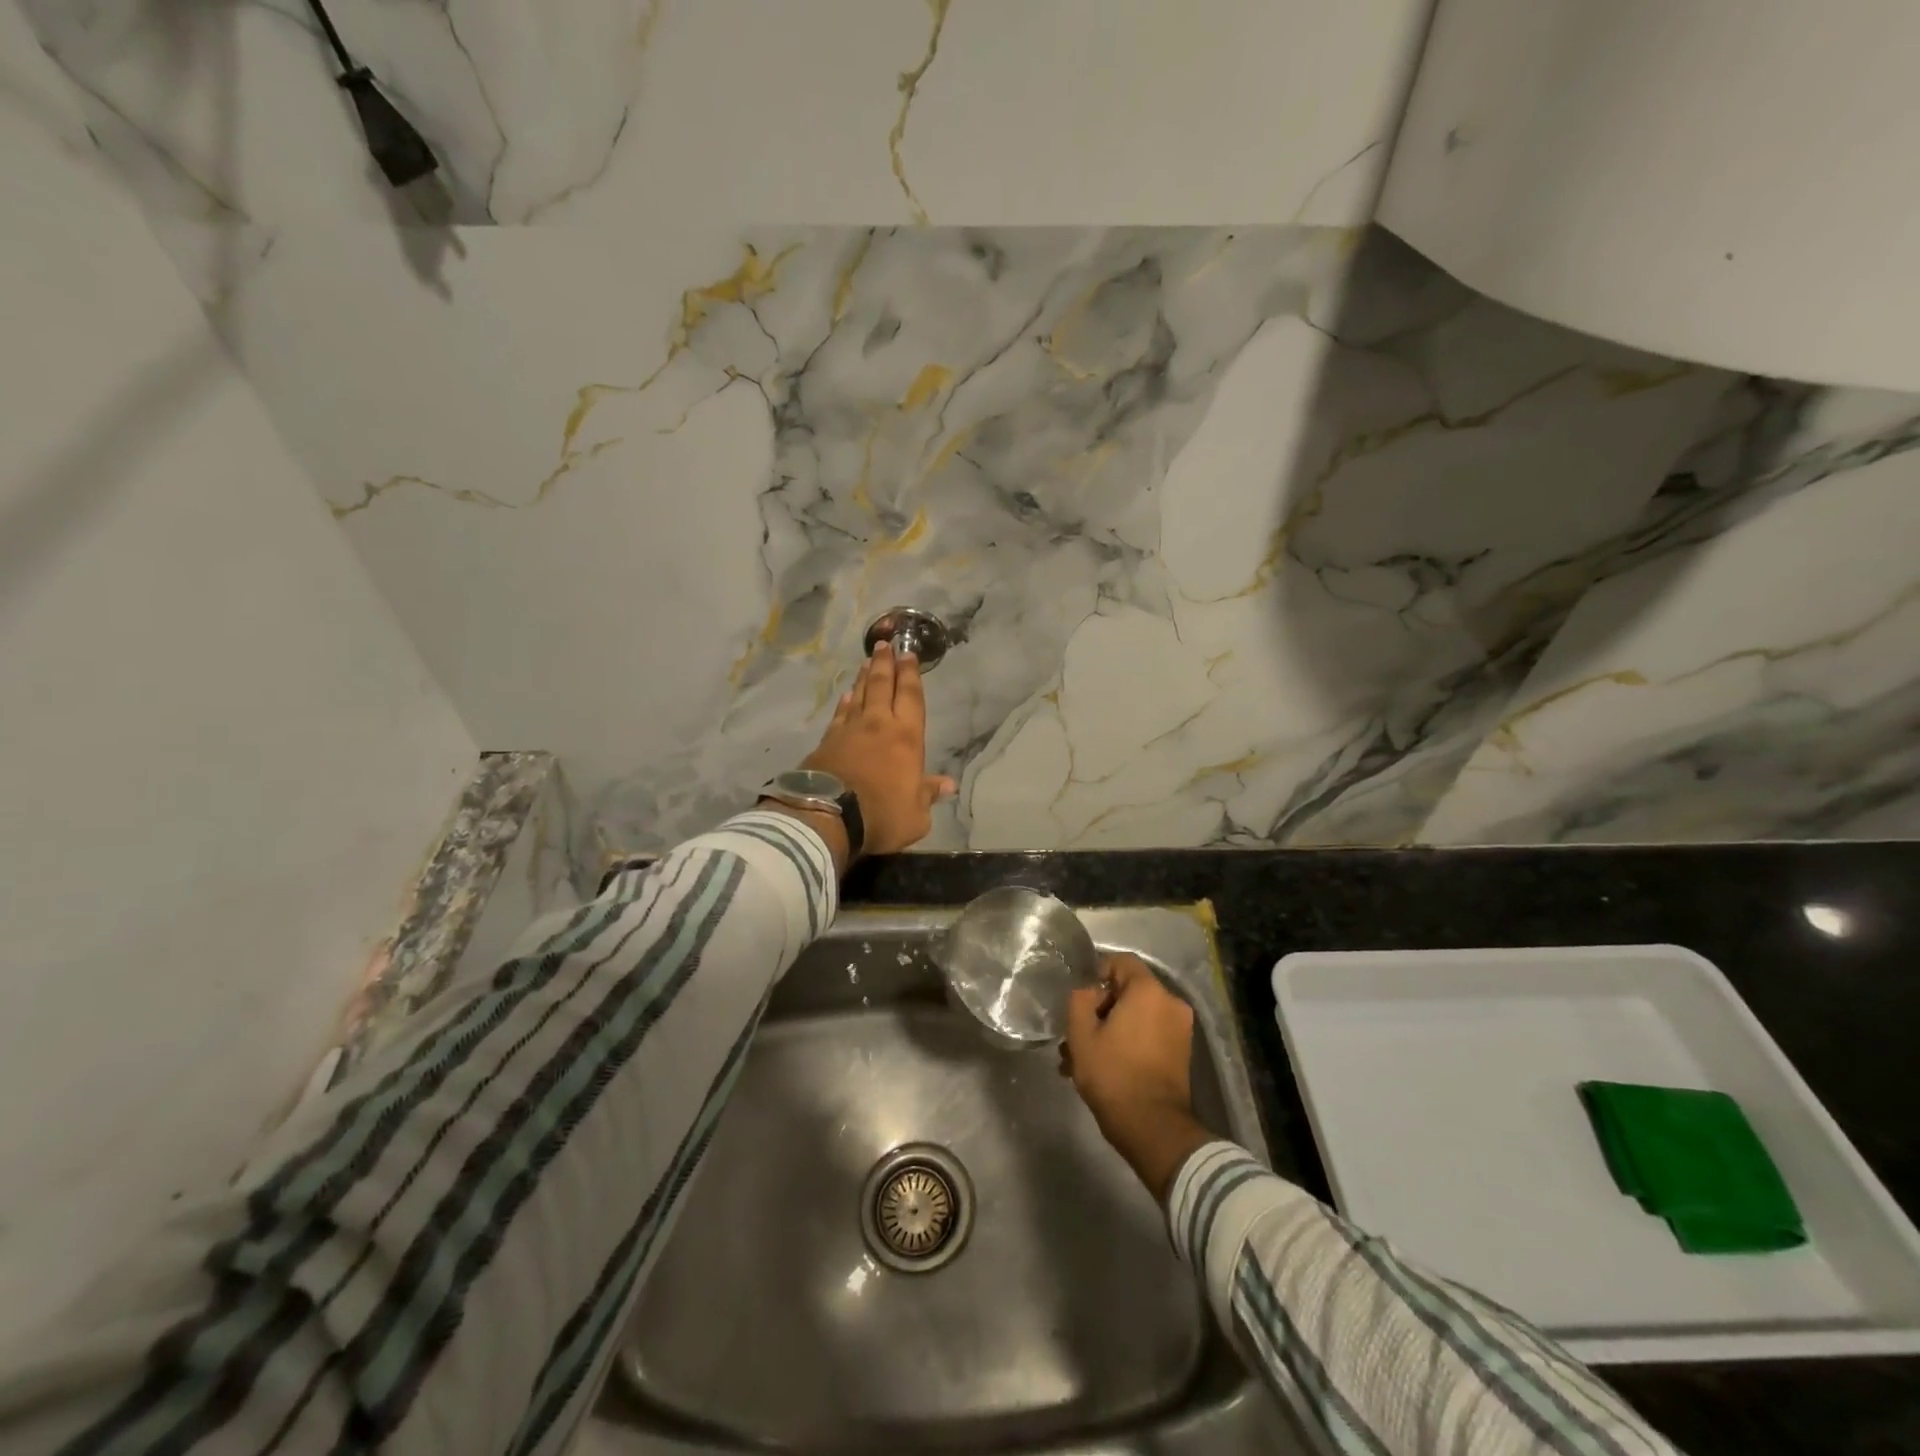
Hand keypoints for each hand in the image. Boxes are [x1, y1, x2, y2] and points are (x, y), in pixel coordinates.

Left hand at [802, 640, 956, 855]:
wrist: (827, 816)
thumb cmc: (881, 815)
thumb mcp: (916, 815)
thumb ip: (928, 795)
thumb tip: (947, 784)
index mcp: (906, 737)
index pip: (910, 697)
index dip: (910, 675)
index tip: (908, 654)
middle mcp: (878, 725)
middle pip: (881, 686)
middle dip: (885, 664)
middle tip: (885, 644)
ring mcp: (849, 730)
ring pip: (859, 695)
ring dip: (864, 677)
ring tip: (866, 662)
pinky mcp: (826, 741)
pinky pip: (839, 714)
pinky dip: (844, 703)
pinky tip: (845, 697)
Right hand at [1064, 953, 1213, 1204]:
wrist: (1153, 1128)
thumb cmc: (1113, 1074)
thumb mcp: (1081, 1034)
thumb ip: (1080, 1000)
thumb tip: (1089, 991)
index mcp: (1149, 991)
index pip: (1121, 962)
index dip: (1096, 975)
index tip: (1080, 1002)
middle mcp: (1171, 1003)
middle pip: (1128, 991)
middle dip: (1100, 1010)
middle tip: (1076, 1036)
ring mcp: (1180, 1029)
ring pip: (1136, 1016)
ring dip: (1110, 1031)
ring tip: (1082, 1059)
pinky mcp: (1181, 1052)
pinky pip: (1149, 1034)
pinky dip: (1128, 1043)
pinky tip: (1104, 1068)